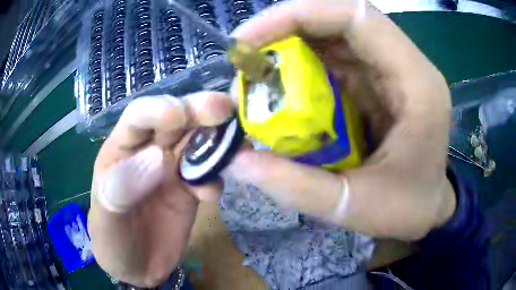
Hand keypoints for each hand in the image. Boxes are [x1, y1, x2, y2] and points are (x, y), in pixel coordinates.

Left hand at [88, 93, 231, 286]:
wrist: (136, 268)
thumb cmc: (111, 240)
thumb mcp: (106, 217)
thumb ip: (123, 187)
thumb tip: (159, 158)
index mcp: (122, 149)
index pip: (139, 116)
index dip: (159, 109)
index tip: (179, 116)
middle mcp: (149, 151)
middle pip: (176, 121)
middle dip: (198, 111)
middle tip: (223, 108)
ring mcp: (172, 170)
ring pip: (198, 143)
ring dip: (217, 141)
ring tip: (237, 147)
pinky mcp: (191, 191)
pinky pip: (209, 176)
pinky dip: (216, 179)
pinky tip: (211, 195)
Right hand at [225, 0, 455, 240]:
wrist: (428, 209)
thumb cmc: (408, 209)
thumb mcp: (355, 208)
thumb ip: (297, 186)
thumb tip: (236, 161)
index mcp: (415, 81)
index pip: (355, 16)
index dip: (298, 15)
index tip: (249, 41)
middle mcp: (405, 64)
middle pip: (339, 19)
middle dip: (284, 29)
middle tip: (244, 59)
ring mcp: (391, 71)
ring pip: (333, 36)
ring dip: (289, 48)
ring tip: (255, 76)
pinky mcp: (377, 83)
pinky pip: (334, 59)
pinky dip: (301, 66)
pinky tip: (280, 89)